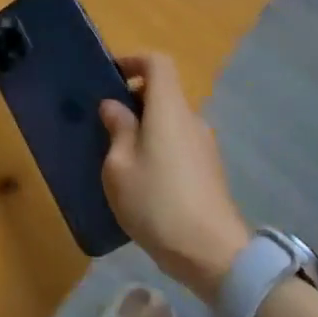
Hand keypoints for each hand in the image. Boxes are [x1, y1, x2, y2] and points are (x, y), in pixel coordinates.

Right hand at [99, 52, 250, 302]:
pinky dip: (158, 147)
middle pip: (163, 93)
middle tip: (104, 122)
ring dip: (145, 127)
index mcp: (169, 109)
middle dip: (133, 100)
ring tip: (118, 155)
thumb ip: (117, 130)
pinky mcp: (209, 171)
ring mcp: (204, 146)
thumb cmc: (157, 203)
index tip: (109, 76)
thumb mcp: (119, 167)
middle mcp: (191, 119)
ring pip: (170, 121)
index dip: (133, 61)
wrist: (213, 255)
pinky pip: (178, 144)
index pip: (158, 63)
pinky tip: (141, 180)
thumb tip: (114, 106)